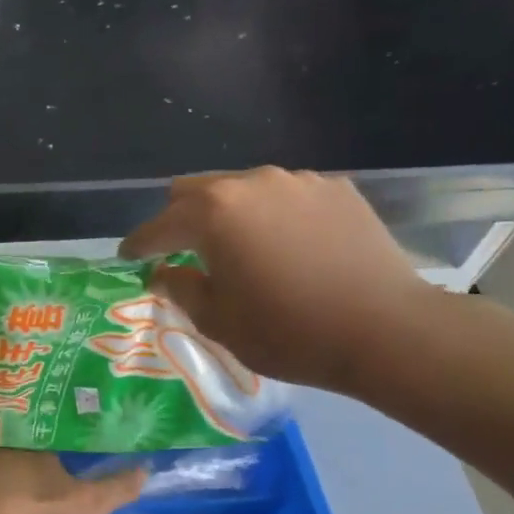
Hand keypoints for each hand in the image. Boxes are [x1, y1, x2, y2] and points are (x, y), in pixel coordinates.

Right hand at [119, 168, 435, 395]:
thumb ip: (181, 288)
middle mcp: (252, 184)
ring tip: (237, 248)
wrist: (386, 330)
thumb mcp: (218, 321)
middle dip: (179, 219)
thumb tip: (164, 272)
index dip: (138, 244)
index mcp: (213, 213)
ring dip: (227, 215)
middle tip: (179, 251)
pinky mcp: (337, 190)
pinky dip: (271, 216)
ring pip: (242, 189)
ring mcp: (299, 182)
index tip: (127, 258)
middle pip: (195, 191)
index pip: (159, 225)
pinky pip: (285, 196)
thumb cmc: (288, 331)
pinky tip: (286, 247)